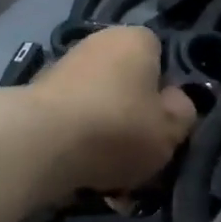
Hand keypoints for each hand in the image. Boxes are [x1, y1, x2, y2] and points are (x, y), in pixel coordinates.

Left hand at [27, 26, 196, 195]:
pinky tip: (85, 179)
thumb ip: (183, 113)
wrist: (40, 141)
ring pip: (100, 108)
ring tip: (113, 182)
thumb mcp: (171, 130)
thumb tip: (175, 101)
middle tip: (141, 158)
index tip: (165, 125)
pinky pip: (73, 123)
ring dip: (107, 139)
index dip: (166, 93)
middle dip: (134, 120)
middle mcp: (98, 43)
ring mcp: (64, 68)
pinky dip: (80, 146)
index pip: (161, 57)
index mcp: (135, 39)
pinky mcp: (38, 96)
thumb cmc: (118, 127)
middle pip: (128, 85)